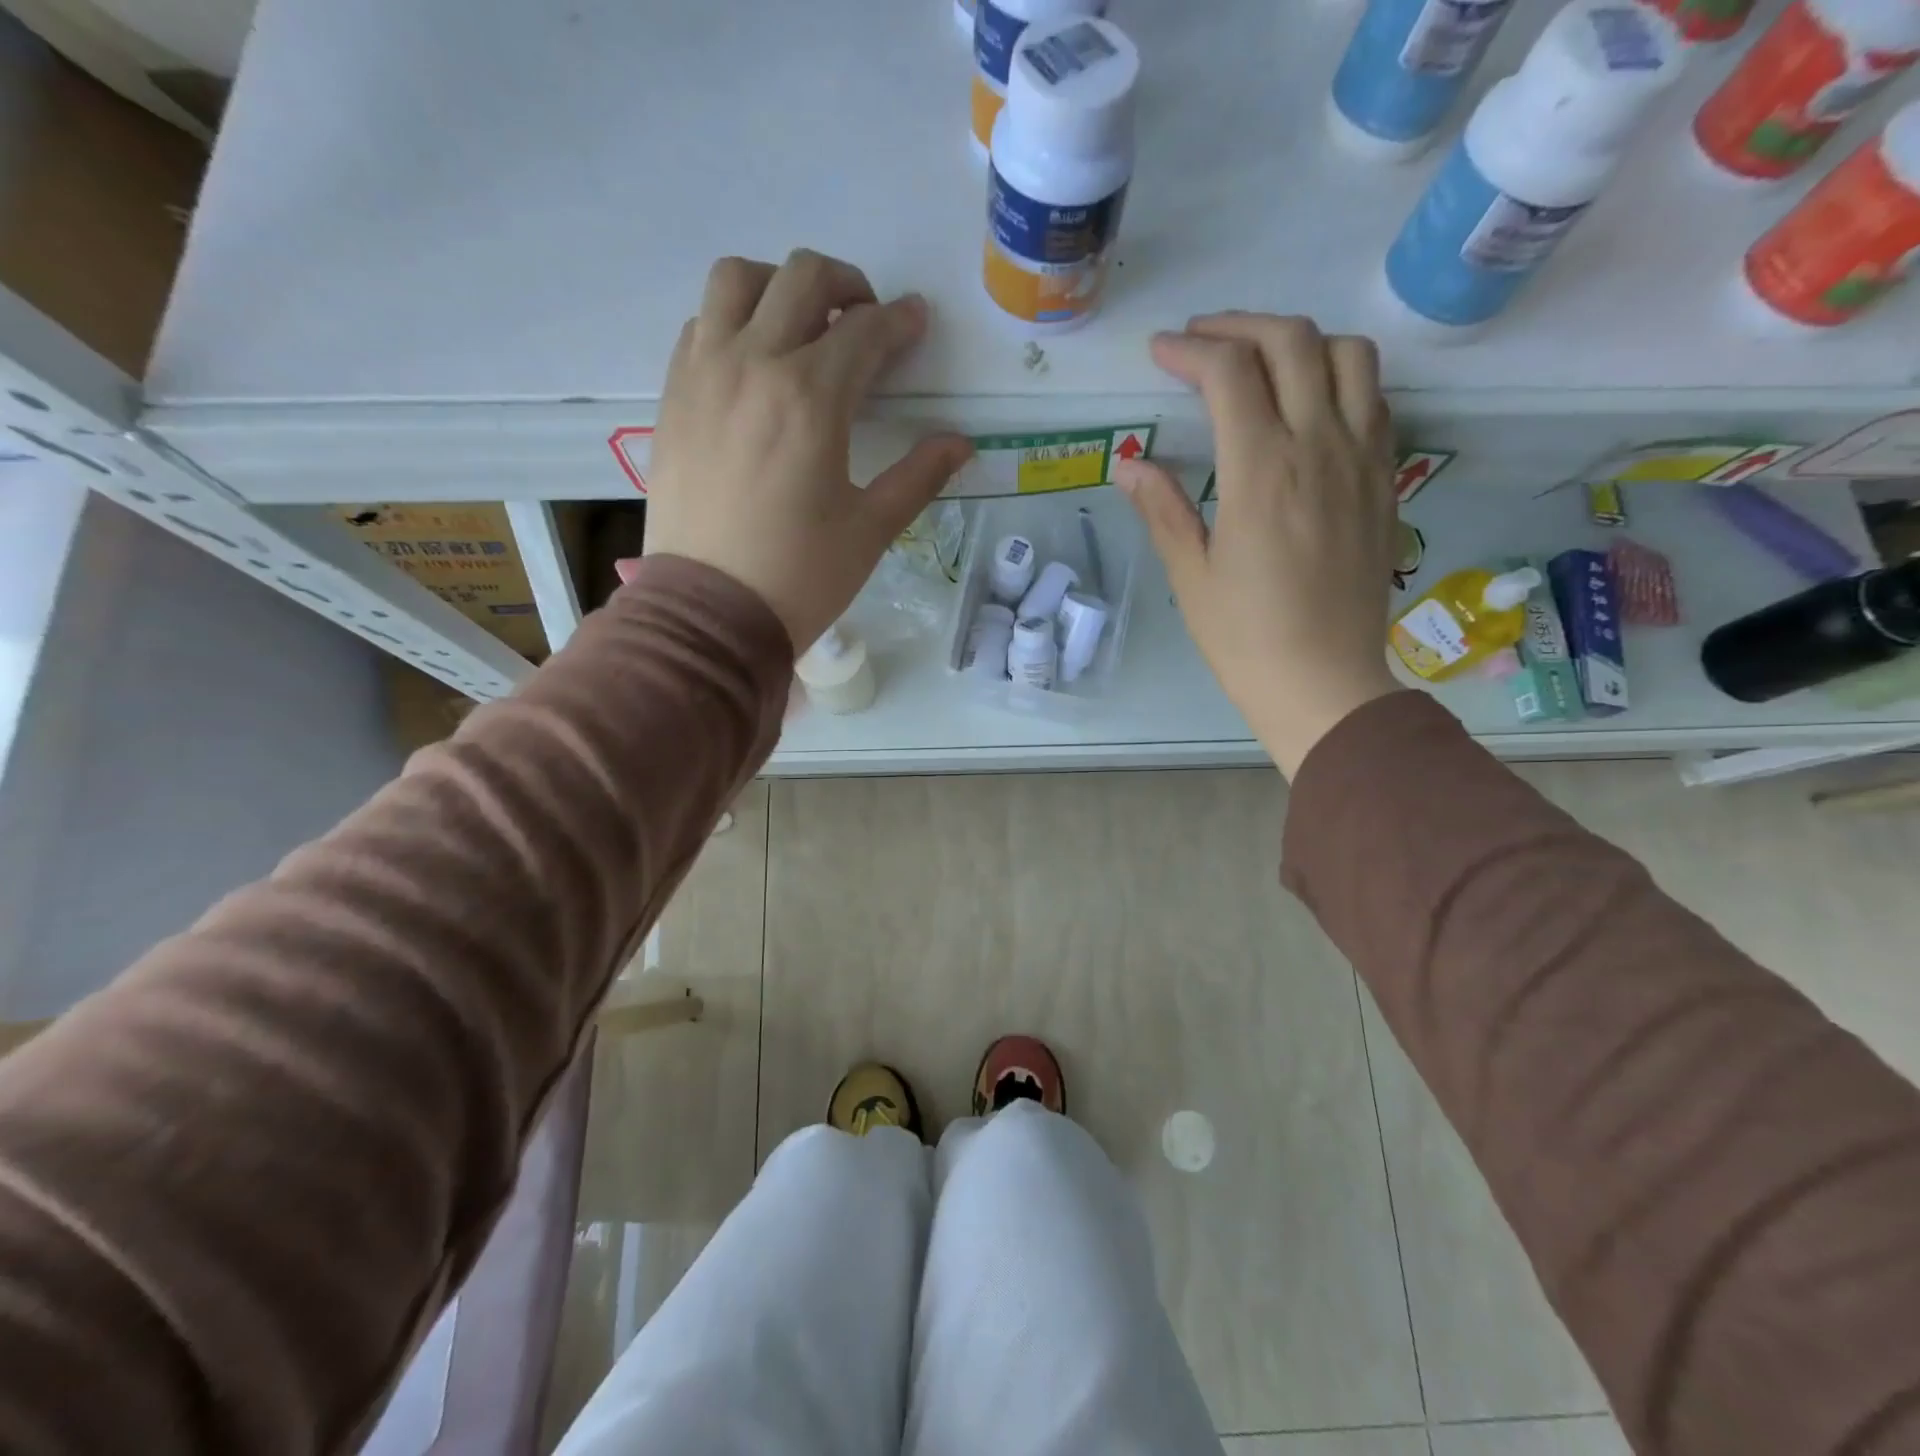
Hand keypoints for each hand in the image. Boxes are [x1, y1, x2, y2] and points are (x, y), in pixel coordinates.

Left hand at [642, 250, 974, 651]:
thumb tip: (961, 443)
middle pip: (802, 277)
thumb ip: (919, 476)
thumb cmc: (801, 575)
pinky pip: (700, 324)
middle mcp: (754, 363)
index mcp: (812, 396)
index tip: (915, 324)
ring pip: (738, 281)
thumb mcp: (872, 529)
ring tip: (801, 327)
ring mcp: (704, 373)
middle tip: (865, 321)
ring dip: (779, 287)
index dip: (899, 322)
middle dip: (847, 285)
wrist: (710, 612)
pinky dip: (732, 320)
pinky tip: (752, 362)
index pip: (865, 330)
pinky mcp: (673, 395)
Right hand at [1114, 313, 1399, 776]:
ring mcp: (1362, 459)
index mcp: (1262, 470)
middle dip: (1240, 326)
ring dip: (1299, 340)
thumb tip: (1129, 463)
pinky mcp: (1384, 480)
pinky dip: (1338, 376)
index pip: (1230, 372)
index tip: (1159, 353)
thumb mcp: (1191, 575)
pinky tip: (1308, 402)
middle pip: (1293, 341)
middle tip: (1201, 342)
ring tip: (1260, 361)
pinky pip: (1374, 398)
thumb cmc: (1244, 637)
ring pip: (1349, 355)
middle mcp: (1320, 446)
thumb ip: (1162, 508)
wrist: (1324, 681)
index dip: (1189, 350)